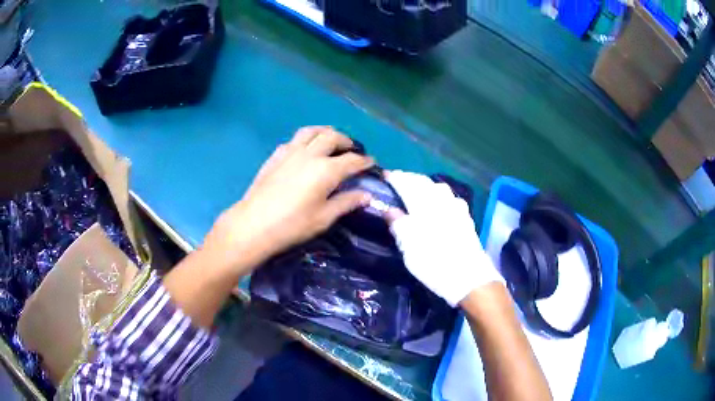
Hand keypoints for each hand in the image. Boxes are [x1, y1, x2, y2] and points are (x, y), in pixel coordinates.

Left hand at [203, 126, 373, 274]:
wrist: (253, 224)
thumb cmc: (292, 225)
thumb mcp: (324, 218)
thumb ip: (346, 202)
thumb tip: (366, 195)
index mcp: (326, 170)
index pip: (352, 160)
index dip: (364, 161)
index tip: (372, 163)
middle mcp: (310, 154)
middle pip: (332, 137)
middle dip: (346, 141)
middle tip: (352, 150)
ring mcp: (290, 152)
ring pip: (312, 131)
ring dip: (325, 132)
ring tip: (330, 141)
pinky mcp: (276, 155)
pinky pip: (294, 139)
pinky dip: (306, 140)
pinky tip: (305, 151)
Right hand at [383, 170, 503, 306]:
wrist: (468, 277)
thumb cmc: (433, 261)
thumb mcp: (407, 246)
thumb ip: (397, 224)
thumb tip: (389, 210)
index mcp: (424, 203)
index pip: (406, 183)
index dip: (395, 178)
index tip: (385, 175)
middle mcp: (441, 200)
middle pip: (423, 182)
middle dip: (409, 178)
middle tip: (398, 180)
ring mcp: (456, 207)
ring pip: (438, 188)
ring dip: (425, 185)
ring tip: (415, 190)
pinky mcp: (465, 217)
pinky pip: (448, 198)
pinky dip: (438, 195)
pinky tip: (437, 204)